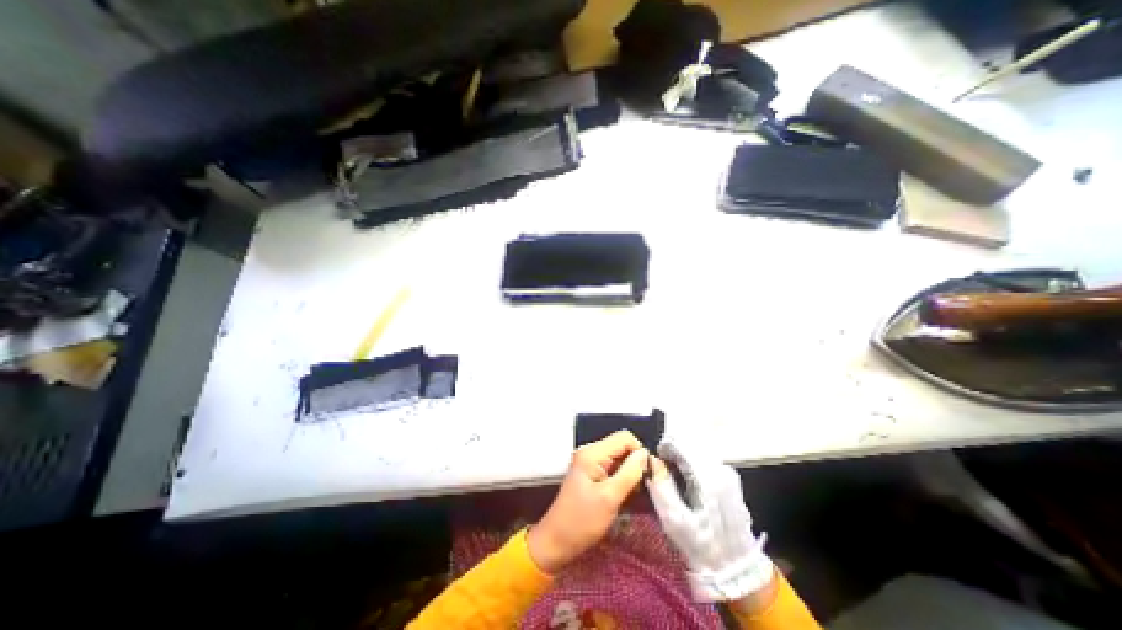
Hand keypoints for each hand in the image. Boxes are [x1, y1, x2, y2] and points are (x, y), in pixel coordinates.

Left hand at [527, 432, 649, 576]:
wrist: (555, 542)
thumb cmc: (581, 522)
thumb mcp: (609, 498)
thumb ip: (629, 473)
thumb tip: (645, 454)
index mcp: (592, 453)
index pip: (624, 437)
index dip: (639, 452)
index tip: (647, 475)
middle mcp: (590, 452)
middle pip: (621, 446)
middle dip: (635, 463)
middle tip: (642, 488)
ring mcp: (589, 462)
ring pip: (619, 457)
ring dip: (630, 472)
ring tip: (634, 494)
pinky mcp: (591, 473)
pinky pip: (612, 468)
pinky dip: (622, 478)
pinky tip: (624, 495)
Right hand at [646, 441, 777, 602]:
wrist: (738, 570)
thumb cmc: (701, 546)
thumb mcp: (674, 520)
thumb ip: (661, 486)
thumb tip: (652, 460)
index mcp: (708, 477)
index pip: (682, 443)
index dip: (665, 446)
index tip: (656, 460)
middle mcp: (720, 468)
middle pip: (691, 444)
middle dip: (674, 451)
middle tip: (663, 469)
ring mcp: (728, 472)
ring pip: (698, 450)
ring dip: (683, 456)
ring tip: (673, 475)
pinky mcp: (730, 479)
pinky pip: (705, 459)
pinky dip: (692, 462)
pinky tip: (688, 481)